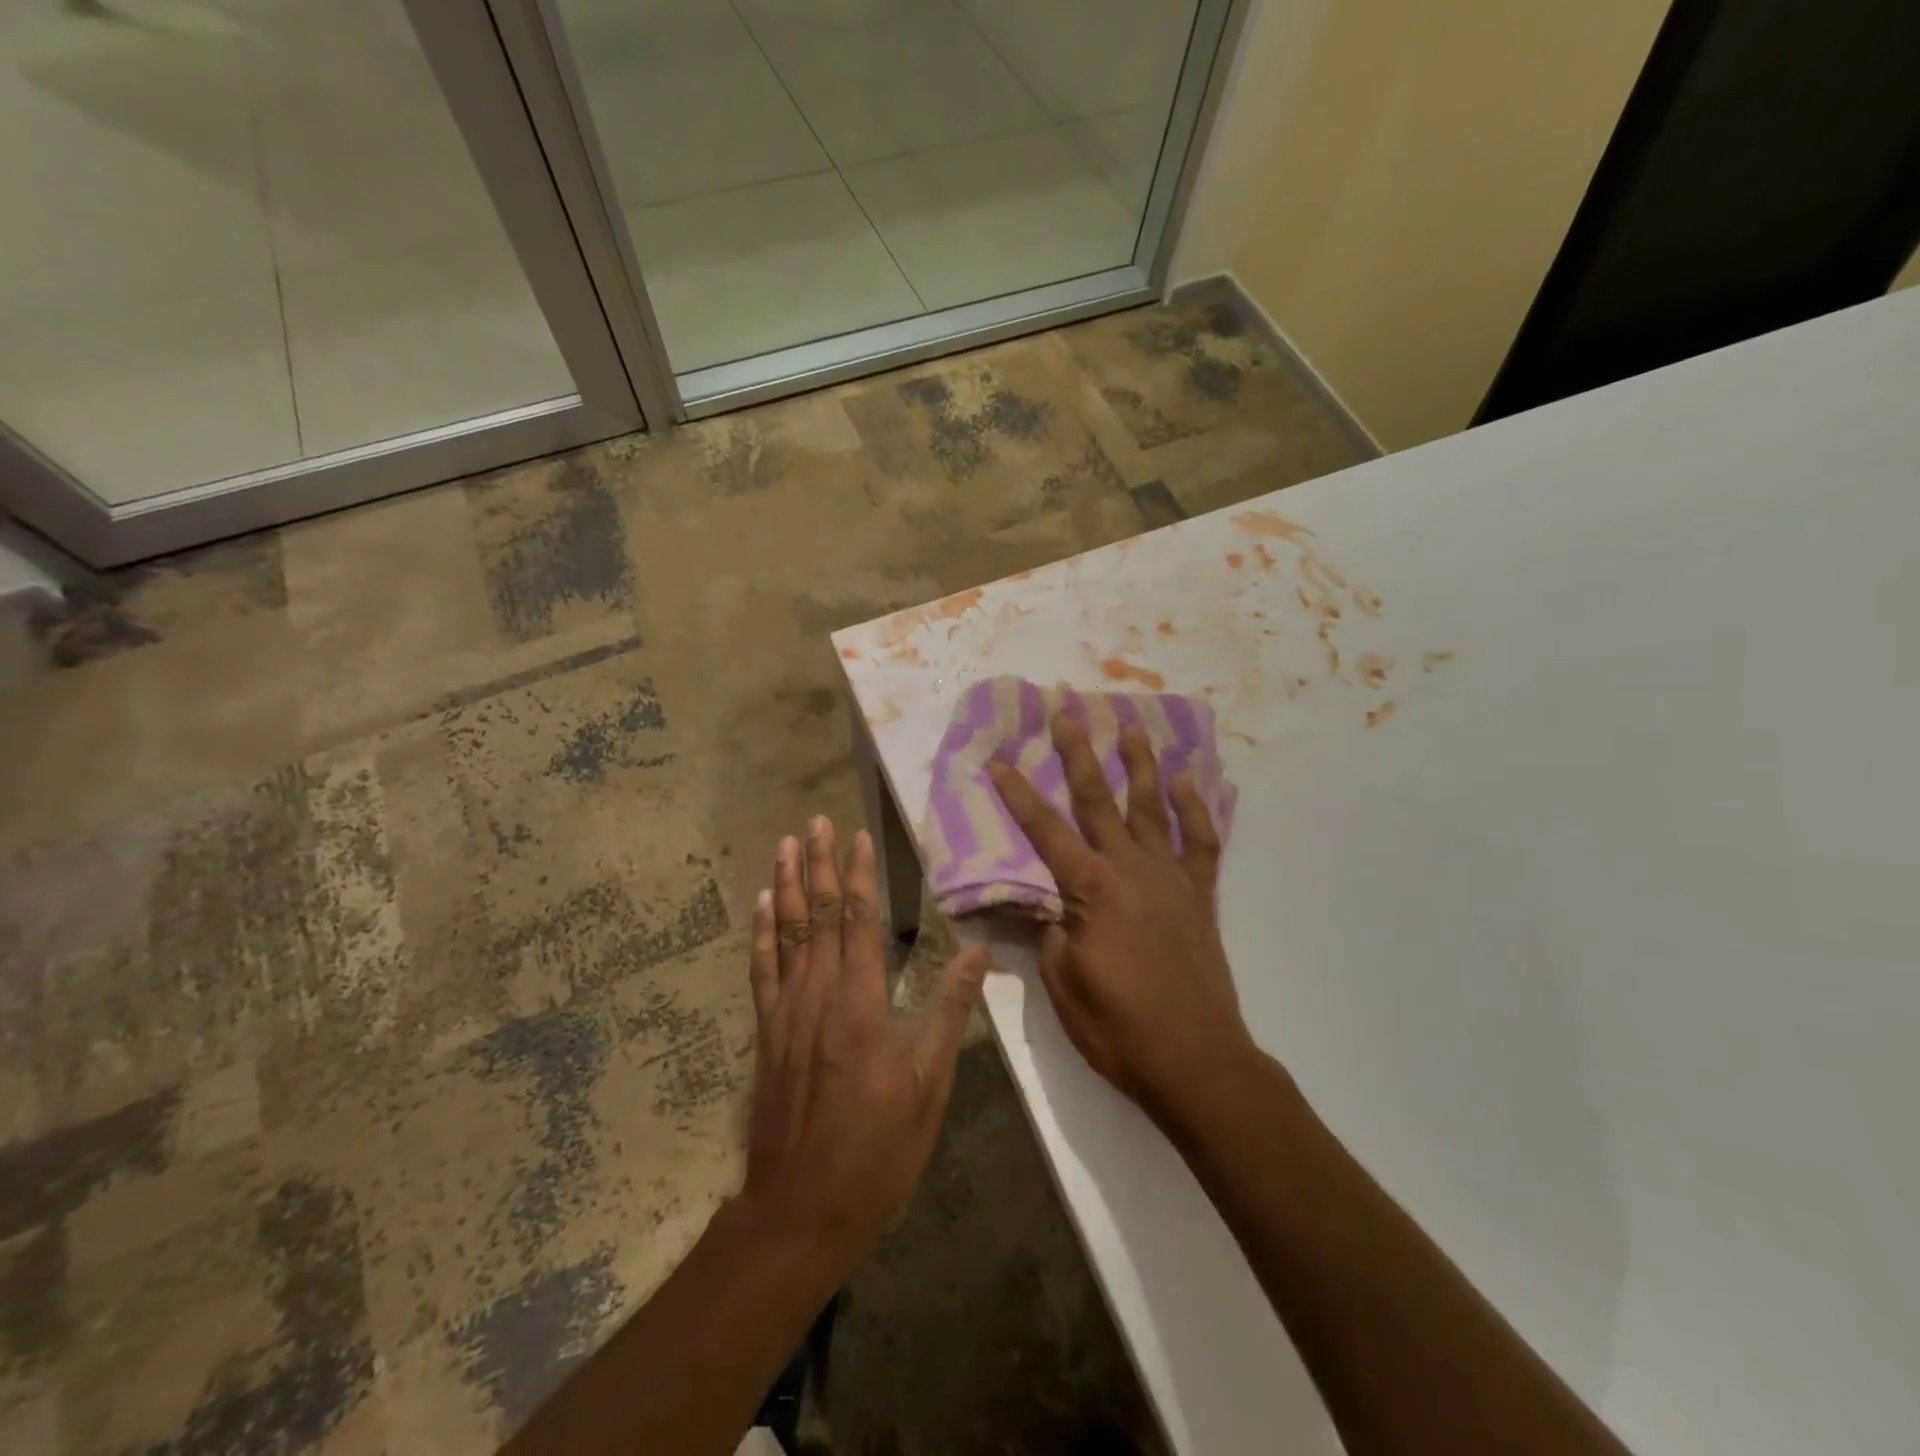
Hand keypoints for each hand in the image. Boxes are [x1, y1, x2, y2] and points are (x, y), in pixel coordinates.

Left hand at [742, 816, 988, 1260]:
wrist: (800, 1211)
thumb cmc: (877, 1152)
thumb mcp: (929, 1088)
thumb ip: (949, 1014)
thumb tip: (978, 955)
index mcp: (861, 1006)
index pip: (859, 923)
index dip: (858, 877)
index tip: (858, 838)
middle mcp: (818, 997)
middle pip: (817, 916)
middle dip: (817, 865)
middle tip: (815, 822)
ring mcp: (785, 1014)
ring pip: (785, 934)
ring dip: (785, 886)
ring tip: (785, 846)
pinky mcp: (766, 1034)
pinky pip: (762, 971)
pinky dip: (761, 933)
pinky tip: (761, 906)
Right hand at [988, 714, 1253, 1123]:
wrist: (1196, 1060)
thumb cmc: (1119, 1027)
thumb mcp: (1062, 982)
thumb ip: (1049, 931)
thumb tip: (1044, 903)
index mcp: (1092, 889)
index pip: (1045, 831)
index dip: (1018, 794)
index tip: (998, 761)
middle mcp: (1131, 869)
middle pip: (1098, 800)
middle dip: (1078, 754)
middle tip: (1066, 714)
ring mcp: (1170, 878)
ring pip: (1152, 807)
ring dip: (1139, 764)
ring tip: (1130, 727)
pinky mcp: (1199, 895)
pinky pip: (1200, 840)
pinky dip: (1194, 808)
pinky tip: (1184, 782)